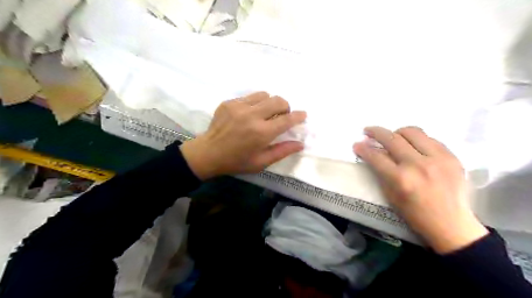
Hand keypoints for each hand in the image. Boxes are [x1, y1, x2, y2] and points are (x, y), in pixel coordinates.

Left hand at [181, 91, 305, 178]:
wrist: (208, 153)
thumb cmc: (236, 161)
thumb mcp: (261, 162)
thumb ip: (282, 151)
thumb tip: (300, 144)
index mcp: (261, 133)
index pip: (287, 119)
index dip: (298, 116)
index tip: (303, 115)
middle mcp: (252, 116)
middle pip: (278, 100)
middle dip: (285, 107)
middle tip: (282, 116)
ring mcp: (239, 106)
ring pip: (264, 94)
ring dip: (270, 103)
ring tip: (265, 114)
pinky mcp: (229, 102)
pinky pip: (250, 97)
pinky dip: (255, 103)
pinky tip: (249, 114)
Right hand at [352, 126, 484, 253]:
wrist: (452, 225)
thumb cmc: (415, 214)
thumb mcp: (391, 196)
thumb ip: (381, 173)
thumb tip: (373, 154)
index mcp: (401, 179)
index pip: (376, 156)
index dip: (363, 149)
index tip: (356, 144)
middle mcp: (418, 165)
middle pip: (392, 138)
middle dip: (375, 132)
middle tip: (368, 131)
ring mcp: (438, 159)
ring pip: (413, 132)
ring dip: (397, 132)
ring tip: (392, 136)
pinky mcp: (452, 157)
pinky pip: (430, 139)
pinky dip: (417, 140)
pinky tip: (413, 146)